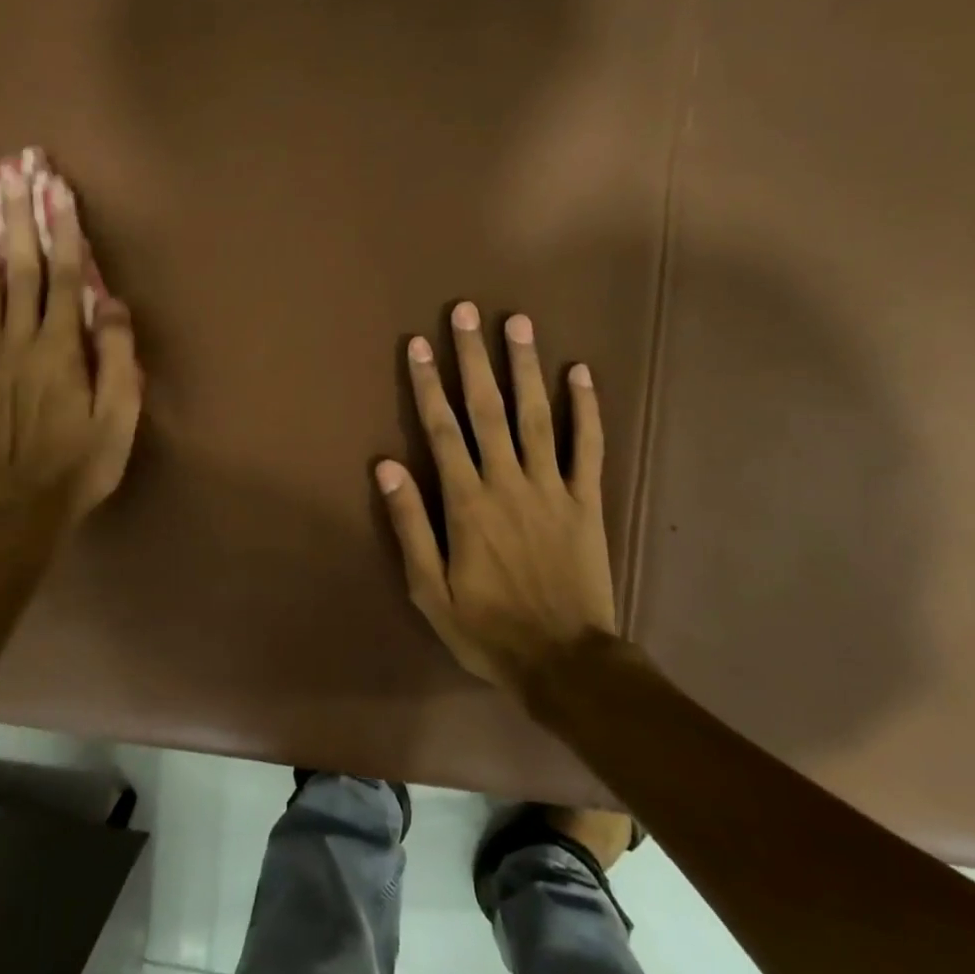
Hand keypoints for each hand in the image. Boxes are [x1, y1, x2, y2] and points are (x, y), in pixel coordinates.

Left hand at [0, 173, 141, 523]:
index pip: (62, 278)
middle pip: (17, 270)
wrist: (20, 506)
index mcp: (58, 351)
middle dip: (16, 219)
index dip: (61, 231)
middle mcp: (18, 342)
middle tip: (10, 174)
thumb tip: (110, 303)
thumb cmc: (81, 463)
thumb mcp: (119, 417)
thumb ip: (117, 357)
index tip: (57, 189)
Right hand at [376, 301, 616, 692]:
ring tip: (518, 323)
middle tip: (466, 311)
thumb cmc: (487, 628)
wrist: (564, 662)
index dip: (427, 384)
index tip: (418, 344)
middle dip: (473, 357)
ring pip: (537, 415)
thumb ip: (409, 525)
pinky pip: (589, 446)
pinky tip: (581, 372)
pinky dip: (586, 408)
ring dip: (525, 367)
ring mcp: (552, 487)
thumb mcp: (429, 589)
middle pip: (487, 408)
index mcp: (466, 503)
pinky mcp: (586, 501)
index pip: (441, 430)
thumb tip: (385, 467)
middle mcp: (508, 482)